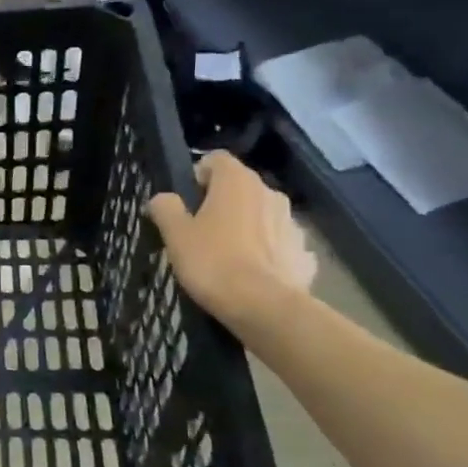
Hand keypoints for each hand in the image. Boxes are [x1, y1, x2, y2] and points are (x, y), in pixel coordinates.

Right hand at [146, 152, 315, 332]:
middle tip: (200, 230)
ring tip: (227, 255)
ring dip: (246, 225)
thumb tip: (163, 198)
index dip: (197, 175)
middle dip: (221, 202)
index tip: (186, 201)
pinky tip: (252, 273)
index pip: (215, 159)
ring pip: (261, 214)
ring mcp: (292, 222)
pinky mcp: (304, 252)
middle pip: (240, 187)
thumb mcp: (175, 234)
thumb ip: (165, 208)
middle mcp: (269, 193)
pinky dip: (266, 251)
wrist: (264, 307)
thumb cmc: (212, 262)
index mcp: (237, 182)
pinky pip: (278, 243)